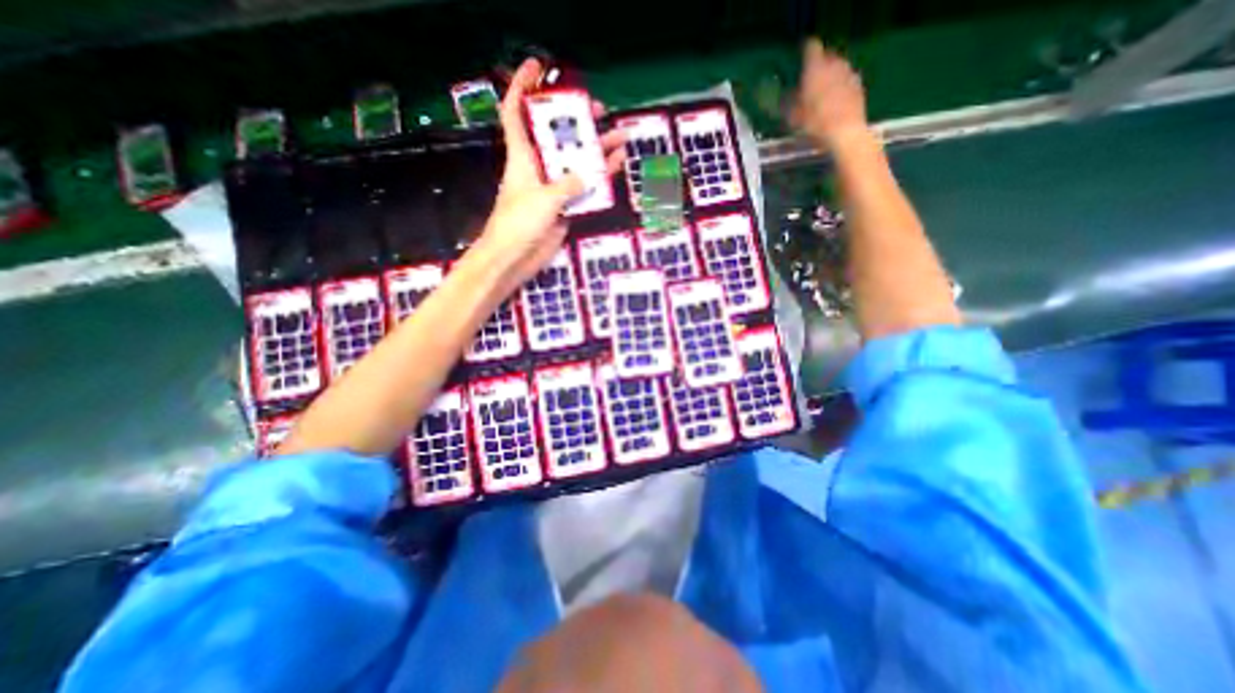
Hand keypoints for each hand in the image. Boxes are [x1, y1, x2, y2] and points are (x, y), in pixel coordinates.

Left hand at [475, 57, 628, 294]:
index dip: (522, 87)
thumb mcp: (542, 198)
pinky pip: (584, 189)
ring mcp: (553, 188)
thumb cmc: (518, 223)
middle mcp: (538, 168)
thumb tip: (586, 176)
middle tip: (598, 109)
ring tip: (619, 135)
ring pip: (576, 163)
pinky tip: (616, 167)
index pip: (516, 113)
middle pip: (557, 137)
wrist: (515, 258)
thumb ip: (567, 184)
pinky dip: (599, 180)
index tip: (536, 66)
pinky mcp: (564, 208)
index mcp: (522, 157)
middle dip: (575, 119)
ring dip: (596, 150)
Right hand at [791, 39, 866, 147]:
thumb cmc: (815, 123)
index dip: (805, 49)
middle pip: (826, 55)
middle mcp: (834, 64)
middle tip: (809, 78)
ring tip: (821, 91)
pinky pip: (846, 79)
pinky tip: (834, 100)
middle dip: (818, 64)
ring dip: (830, 75)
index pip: (811, 46)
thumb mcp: (793, 117)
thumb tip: (785, 95)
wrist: (845, 133)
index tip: (800, 55)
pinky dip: (839, 85)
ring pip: (837, 67)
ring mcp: (849, 73)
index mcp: (815, 68)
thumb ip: (788, 102)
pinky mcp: (859, 85)